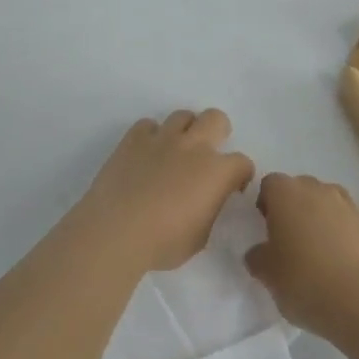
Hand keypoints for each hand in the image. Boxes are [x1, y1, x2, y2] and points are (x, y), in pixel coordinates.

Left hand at [77, 110, 254, 274]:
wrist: (116, 231)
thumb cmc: (163, 242)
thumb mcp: (200, 237)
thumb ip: (210, 211)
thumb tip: (207, 200)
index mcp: (216, 172)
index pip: (242, 162)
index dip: (241, 174)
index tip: (234, 187)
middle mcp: (193, 146)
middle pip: (216, 118)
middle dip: (218, 132)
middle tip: (209, 154)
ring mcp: (162, 138)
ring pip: (182, 115)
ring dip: (185, 131)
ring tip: (176, 151)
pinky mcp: (134, 138)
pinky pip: (148, 125)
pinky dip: (151, 136)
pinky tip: (146, 154)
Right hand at [245, 173, 358, 336]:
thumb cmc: (303, 280)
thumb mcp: (267, 275)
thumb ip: (258, 257)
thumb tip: (259, 253)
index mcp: (287, 193)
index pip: (270, 184)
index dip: (266, 203)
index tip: (266, 228)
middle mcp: (318, 189)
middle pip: (301, 189)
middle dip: (294, 209)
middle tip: (290, 242)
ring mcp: (349, 205)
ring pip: (329, 203)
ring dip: (321, 219)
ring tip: (319, 254)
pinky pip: (351, 225)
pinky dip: (345, 237)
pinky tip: (343, 267)